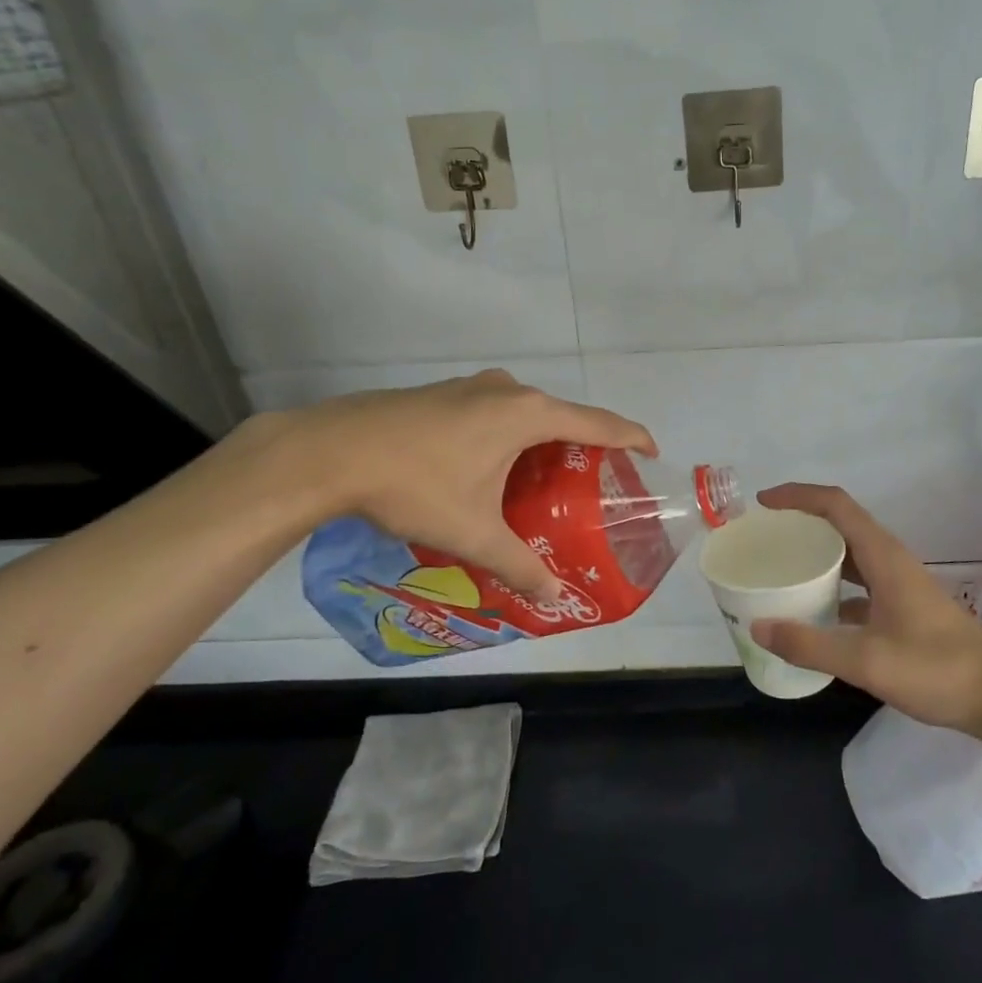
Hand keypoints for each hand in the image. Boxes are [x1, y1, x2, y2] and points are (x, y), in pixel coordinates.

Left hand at [276, 370, 655, 599]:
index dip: (631, 437)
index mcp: (527, 414)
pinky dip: (510, 436)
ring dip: (542, 441)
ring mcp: (471, 386)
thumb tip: (553, 596)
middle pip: (563, 415)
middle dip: (582, 447)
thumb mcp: (473, 532)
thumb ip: (519, 563)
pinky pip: (495, 411)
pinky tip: (491, 469)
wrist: (329, 451)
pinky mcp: (443, 392)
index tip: (652, 453)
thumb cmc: (415, 485)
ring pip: (525, 413)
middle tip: (592, 484)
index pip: (598, 422)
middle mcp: (506, 389)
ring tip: (544, 482)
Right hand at [748, 484, 981, 739]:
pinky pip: (860, 582)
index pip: (835, 505)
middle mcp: (890, 560)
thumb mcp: (866, 661)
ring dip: (817, 554)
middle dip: (801, 523)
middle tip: (765, 539)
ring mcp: (899, 583)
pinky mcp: (904, 606)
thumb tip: (758, 627)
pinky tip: (815, 613)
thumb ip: (810, 645)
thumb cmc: (936, 670)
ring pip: (851, 554)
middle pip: (840, 524)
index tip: (763, 503)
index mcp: (883, 556)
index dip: (797, 496)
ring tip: (782, 569)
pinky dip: (833, 586)